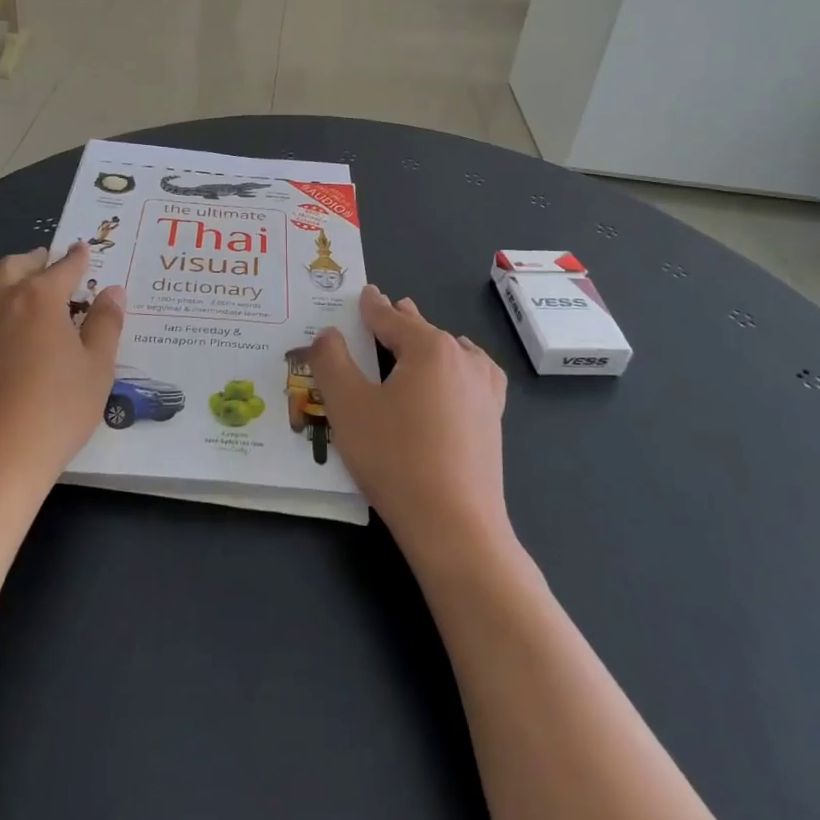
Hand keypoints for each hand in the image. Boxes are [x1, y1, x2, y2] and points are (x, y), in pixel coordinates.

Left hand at [0, 243, 124, 511]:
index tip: (84, 252)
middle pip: (17, 264)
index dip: (78, 258)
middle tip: (52, 271)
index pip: (64, 266)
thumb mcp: (97, 369)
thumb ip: (105, 324)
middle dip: (38, 262)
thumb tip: (113, 291)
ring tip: (14, 290)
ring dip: (1, 276)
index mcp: (39, 297)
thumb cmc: (54, 413)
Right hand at [307, 286, 510, 555]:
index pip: (391, 318)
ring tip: (417, 340)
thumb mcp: (347, 406)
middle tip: (386, 310)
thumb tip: (328, 333)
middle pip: (424, 331)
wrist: (454, 525)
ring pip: (452, 351)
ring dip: (431, 343)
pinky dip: (458, 367)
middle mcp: (462, 359)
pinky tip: (454, 379)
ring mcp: (484, 391)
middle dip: (401, 320)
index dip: (372, 306)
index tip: (364, 293)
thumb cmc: (395, 458)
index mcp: (429, 348)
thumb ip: (331, 361)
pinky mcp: (492, 421)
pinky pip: (474, 377)